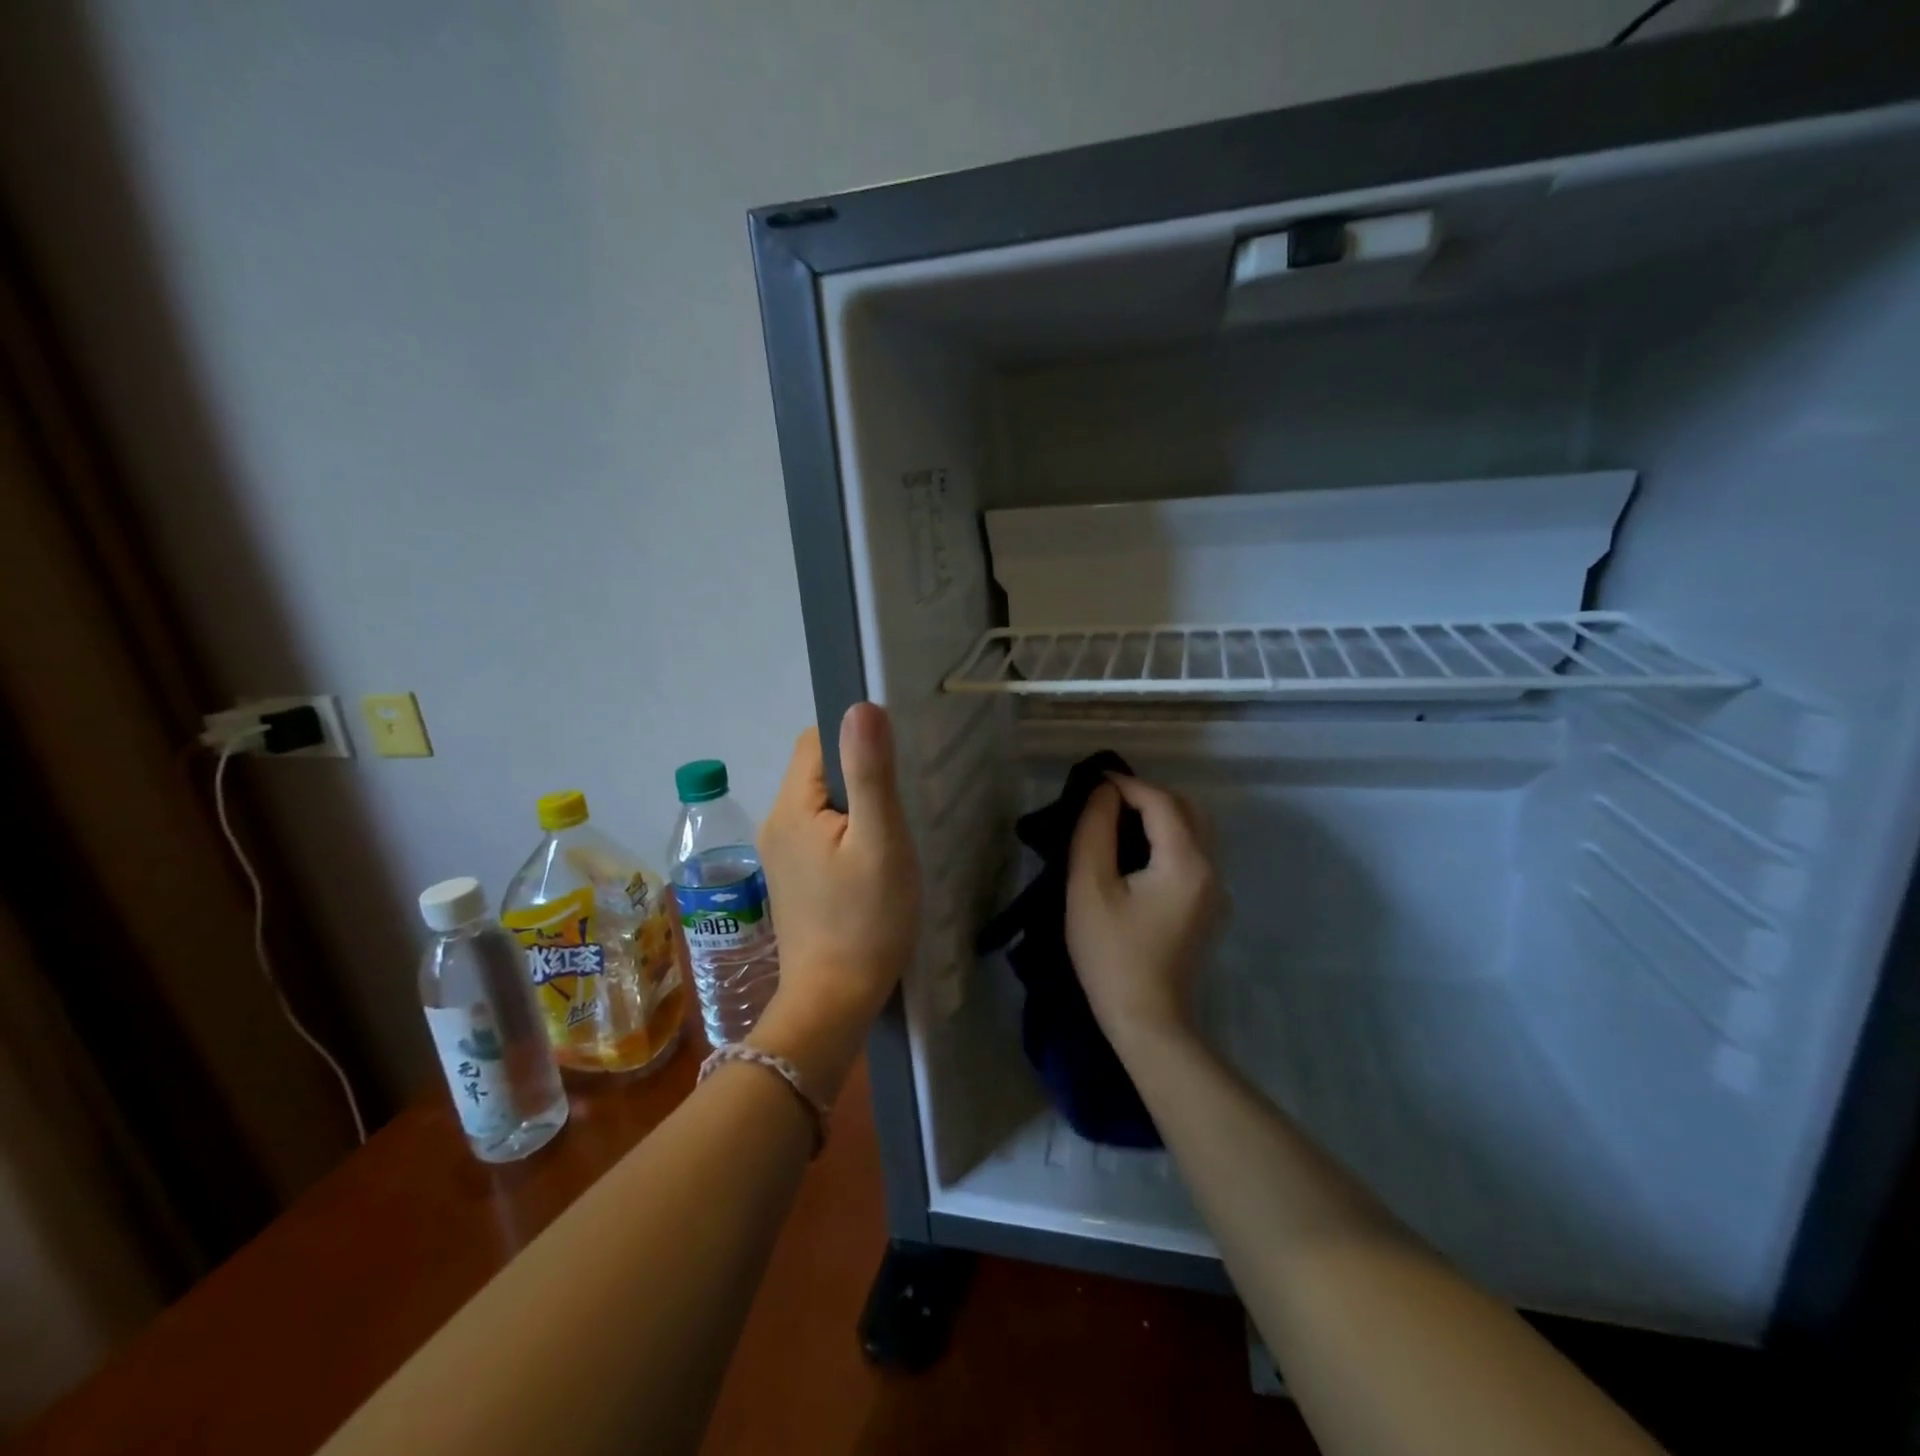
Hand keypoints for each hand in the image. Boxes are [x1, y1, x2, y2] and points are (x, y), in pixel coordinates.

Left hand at [751, 703, 919, 1096]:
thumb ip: (871, 771)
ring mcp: (780, 854)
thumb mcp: (880, 841)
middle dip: (859, 775)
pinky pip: (819, 833)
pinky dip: (846, 833)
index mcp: (791, 806)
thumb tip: (860, 704)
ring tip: (890, 834)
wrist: (833, 1002)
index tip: (893, 762)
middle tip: (900, 804)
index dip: (855, 740)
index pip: (816, 740)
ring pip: (821, 804)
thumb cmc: (865, 920)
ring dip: (855, 807)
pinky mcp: (792, 878)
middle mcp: (775, 822)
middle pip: (818, 771)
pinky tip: (871, 861)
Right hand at [1066, 775, 1220, 1050]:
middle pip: (1187, 811)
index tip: (1093, 781)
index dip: (1127, 785)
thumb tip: (1104, 794)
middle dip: (1148, 796)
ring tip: (1119, 823)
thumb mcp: (1090, 888)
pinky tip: (1139, 856)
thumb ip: (1095, 831)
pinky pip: (1194, 856)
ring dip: (1161, 817)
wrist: (1147, 1022)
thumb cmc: (1111, 956)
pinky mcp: (1210, 910)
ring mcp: (1216, 893)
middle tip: (1107, 802)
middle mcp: (1212, 871)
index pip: (1161, 802)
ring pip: (1195, 832)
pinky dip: (1169, 840)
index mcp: (1186, 863)